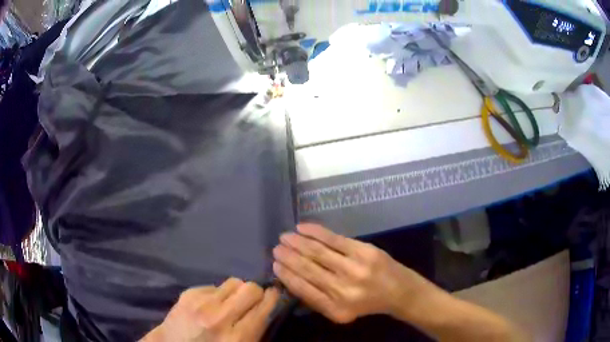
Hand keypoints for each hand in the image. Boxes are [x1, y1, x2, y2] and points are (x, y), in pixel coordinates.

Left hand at [141, 278, 279, 341]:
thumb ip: (256, 331)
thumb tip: (267, 308)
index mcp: (238, 337)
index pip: (264, 307)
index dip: (273, 299)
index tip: (274, 297)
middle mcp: (220, 317)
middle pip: (251, 289)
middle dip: (256, 293)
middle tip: (252, 301)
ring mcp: (201, 303)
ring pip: (234, 282)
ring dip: (237, 291)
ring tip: (230, 302)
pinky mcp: (188, 294)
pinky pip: (214, 286)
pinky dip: (217, 294)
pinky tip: (210, 305)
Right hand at [272, 224, 428, 323]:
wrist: (399, 291)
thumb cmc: (367, 303)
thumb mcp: (341, 312)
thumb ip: (317, 300)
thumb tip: (291, 278)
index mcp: (336, 309)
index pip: (303, 290)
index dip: (286, 275)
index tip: (274, 265)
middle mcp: (344, 290)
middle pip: (308, 269)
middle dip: (288, 257)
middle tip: (276, 248)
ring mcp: (355, 268)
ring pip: (318, 252)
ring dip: (298, 243)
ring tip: (285, 237)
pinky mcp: (364, 251)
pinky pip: (334, 239)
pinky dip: (316, 232)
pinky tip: (302, 227)